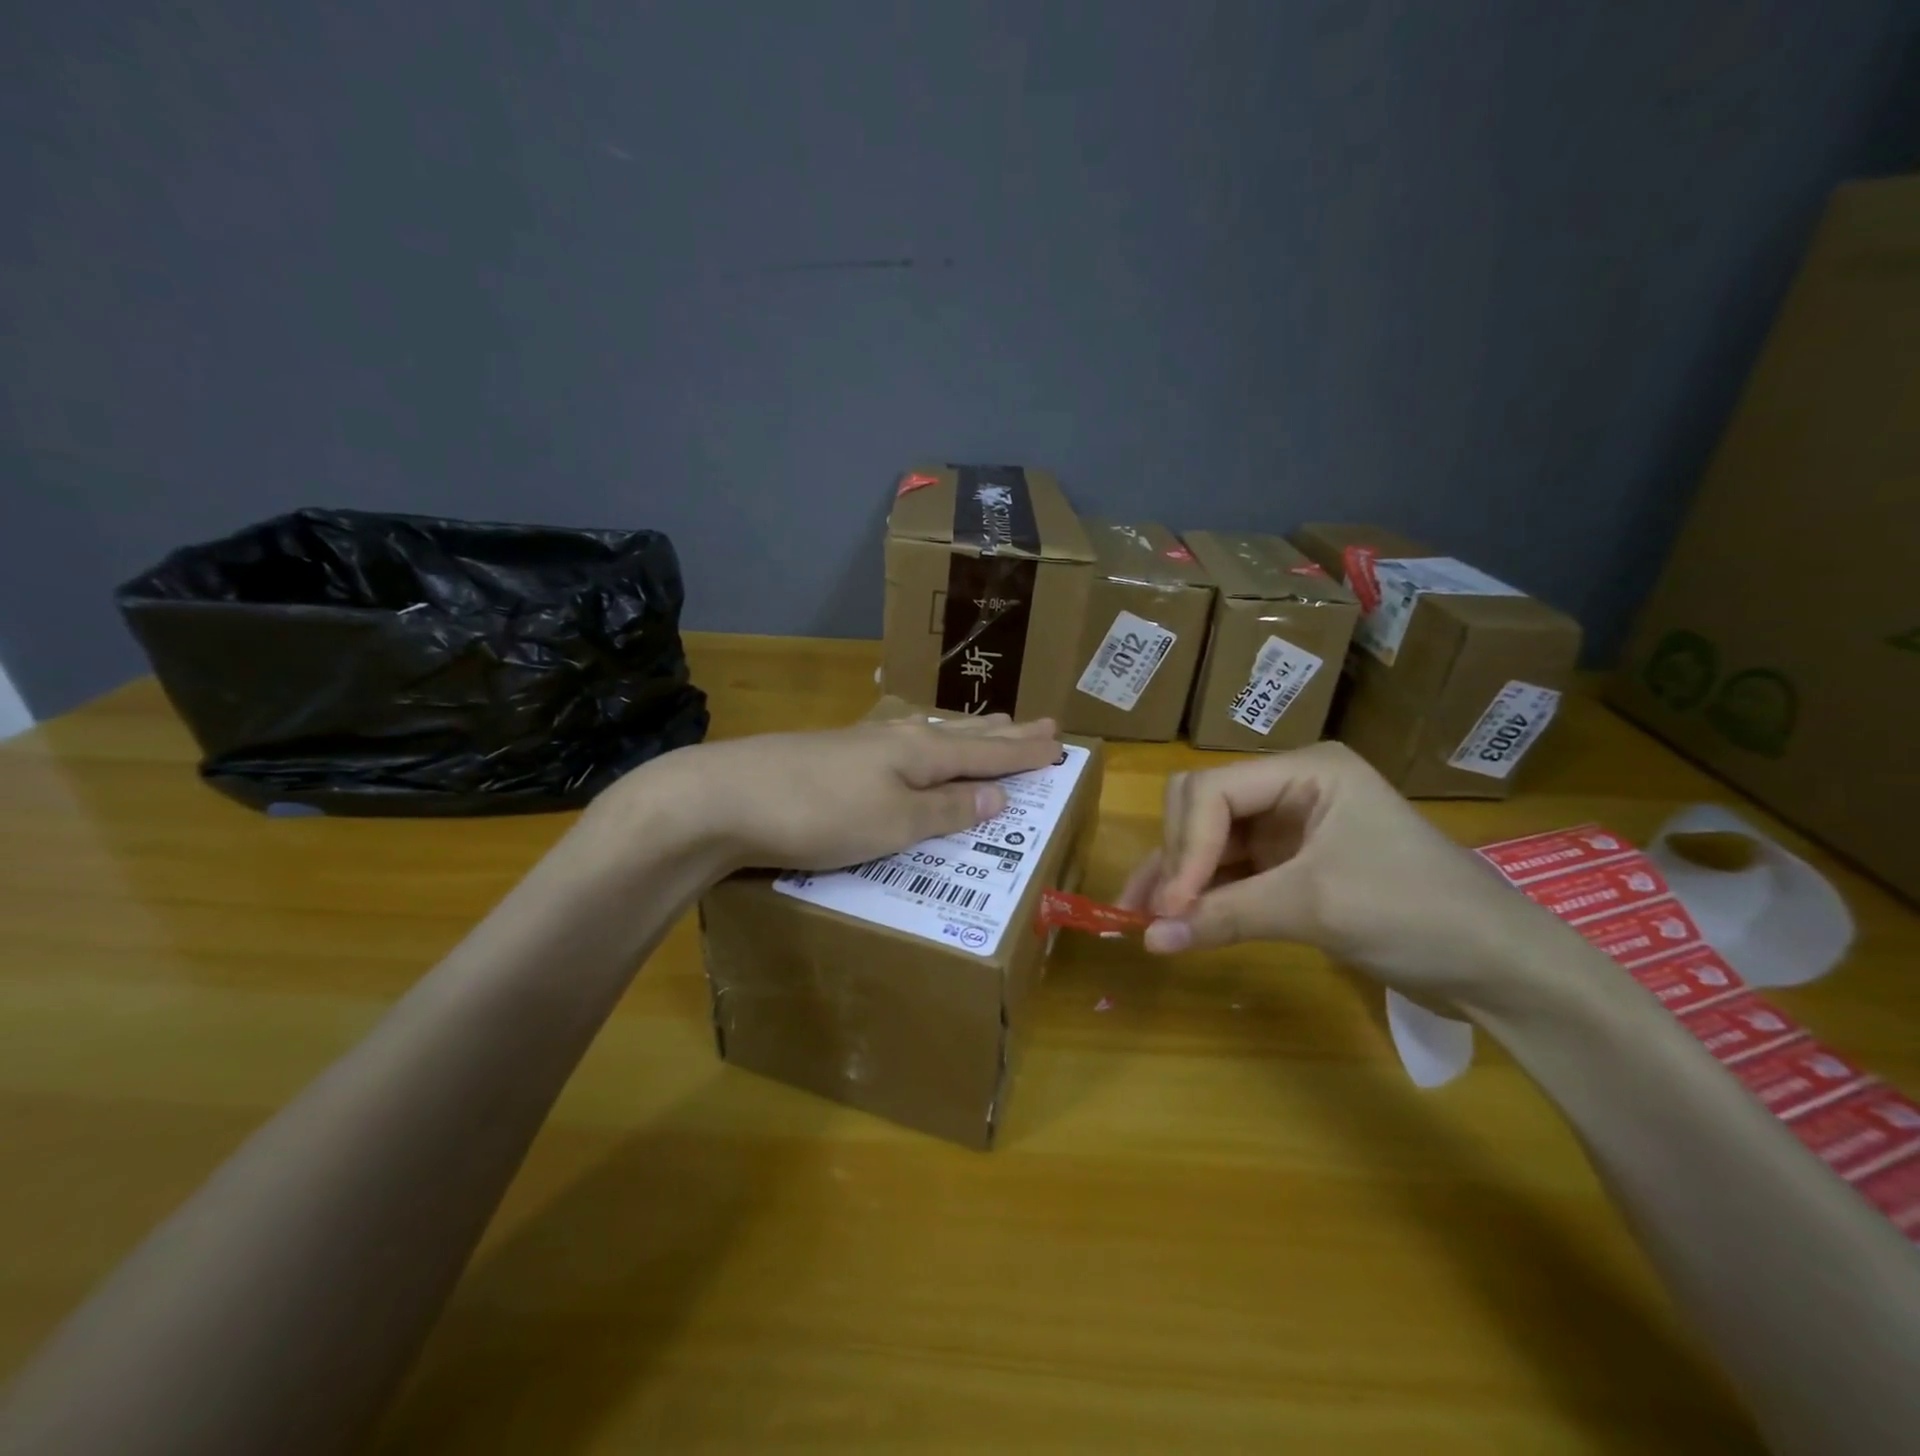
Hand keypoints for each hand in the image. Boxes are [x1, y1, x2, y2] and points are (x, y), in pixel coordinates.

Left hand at [634, 713, 1062, 872]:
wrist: (724, 798)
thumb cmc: (820, 814)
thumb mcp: (895, 821)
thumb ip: (947, 810)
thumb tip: (1000, 796)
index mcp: (921, 752)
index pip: (988, 751)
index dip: (1024, 752)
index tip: (1059, 743)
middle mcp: (896, 739)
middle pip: (963, 735)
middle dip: (1003, 734)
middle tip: (1039, 724)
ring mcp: (861, 744)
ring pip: (930, 737)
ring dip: (967, 736)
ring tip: (991, 727)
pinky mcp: (832, 757)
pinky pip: (901, 748)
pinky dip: (928, 749)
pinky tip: (916, 748)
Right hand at [1117, 741, 1543, 1007]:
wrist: (1501, 968)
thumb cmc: (1416, 914)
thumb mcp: (1316, 907)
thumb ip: (1225, 916)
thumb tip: (1148, 939)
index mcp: (1304, 770)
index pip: (1214, 792)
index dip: (1185, 846)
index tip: (1172, 905)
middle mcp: (1289, 788)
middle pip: (1201, 807)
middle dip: (1178, 857)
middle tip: (1160, 911)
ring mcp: (1288, 827)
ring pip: (1209, 841)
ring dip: (1177, 877)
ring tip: (1140, 917)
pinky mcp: (1290, 865)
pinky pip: (1230, 872)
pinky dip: (1203, 895)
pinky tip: (1174, 922)